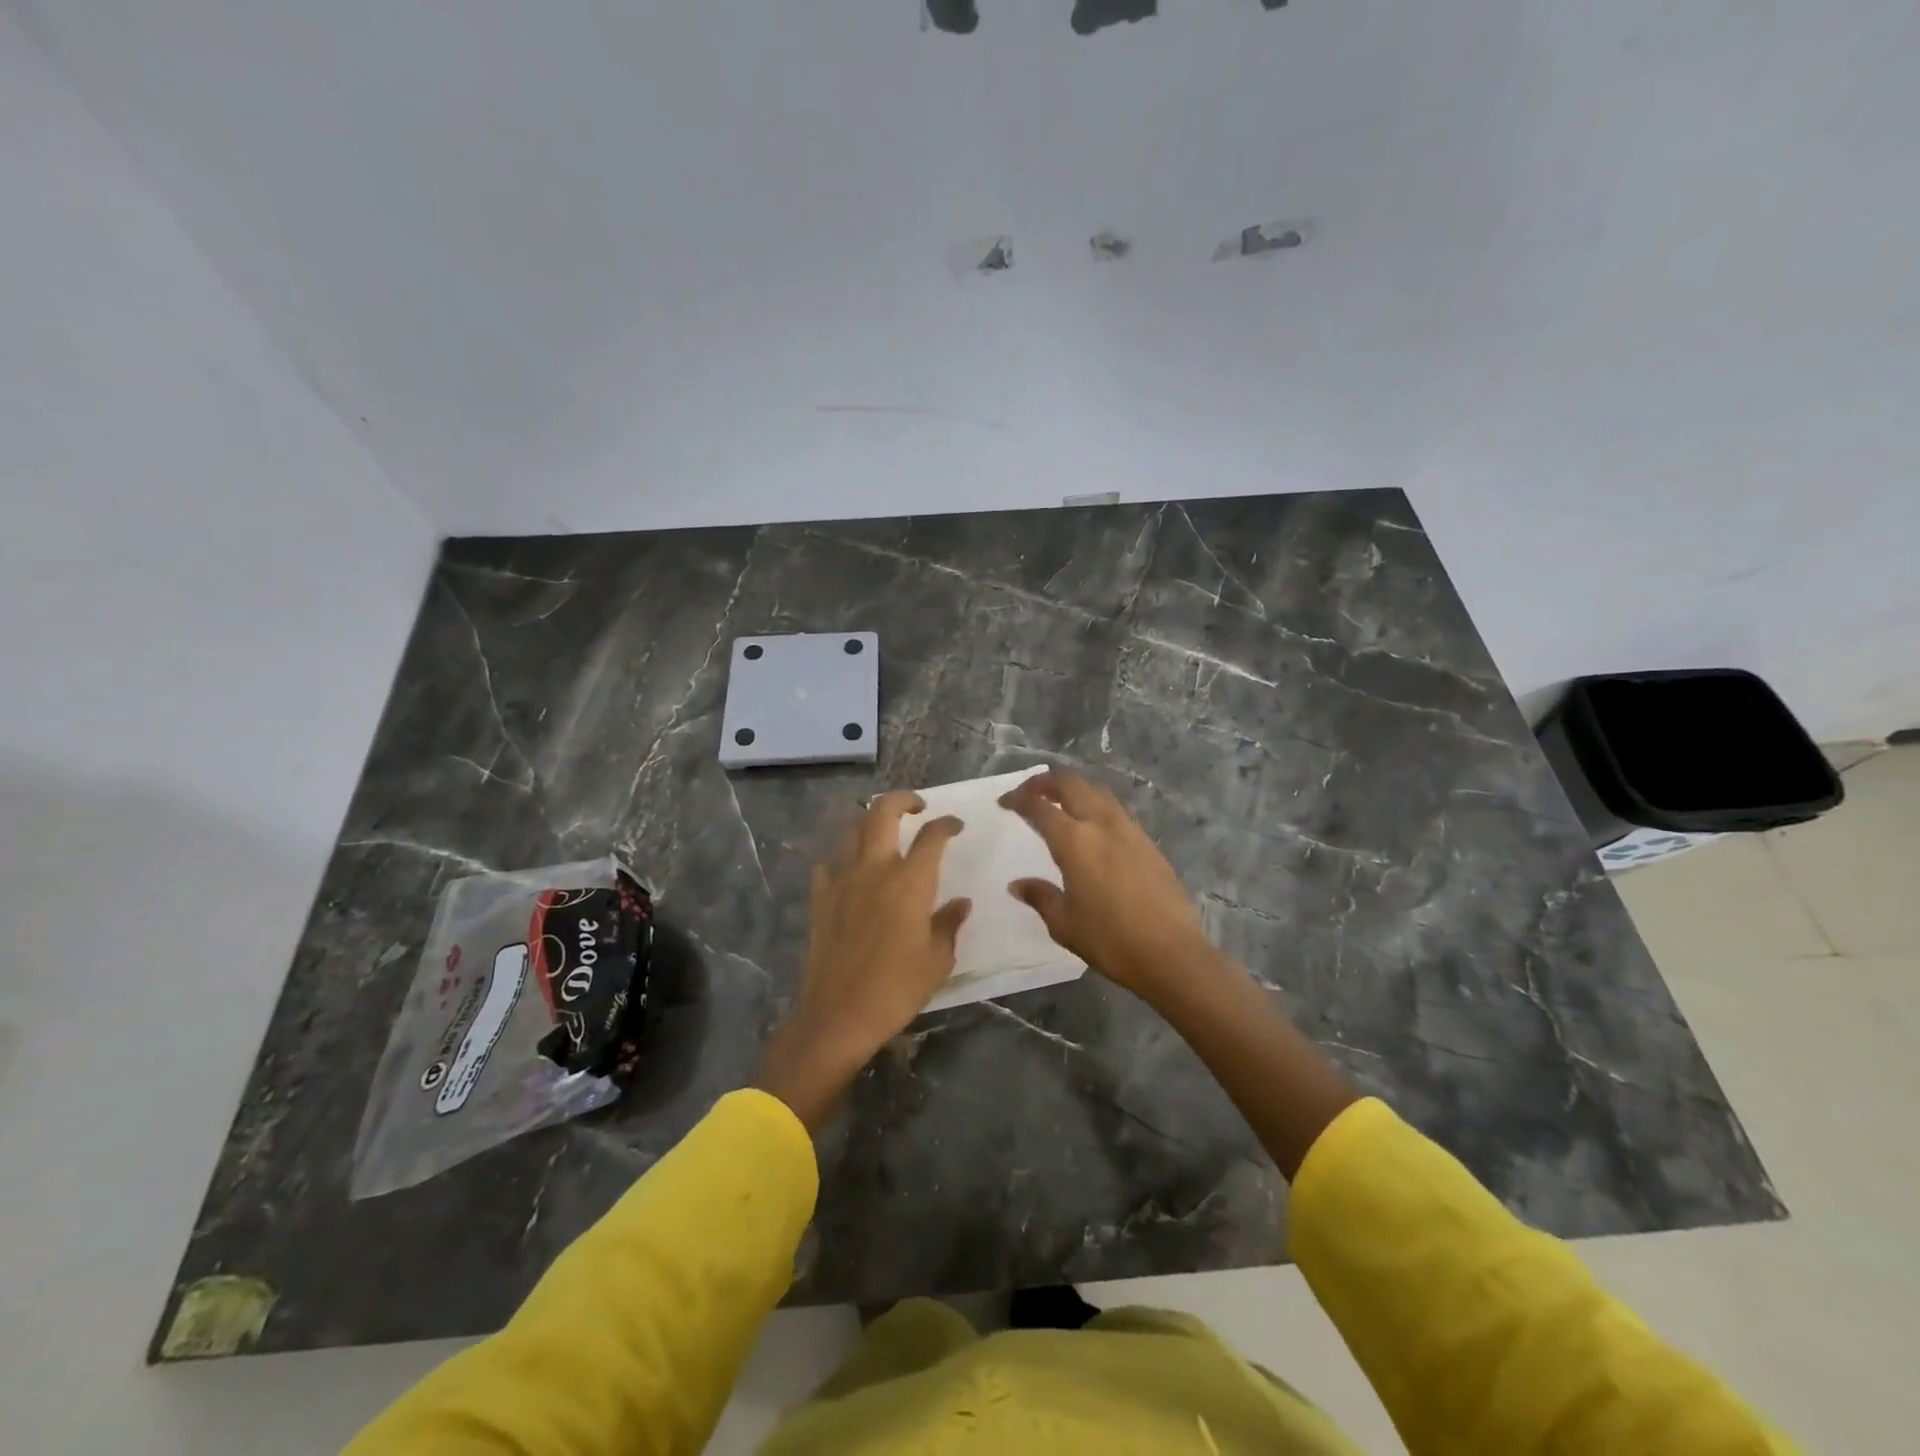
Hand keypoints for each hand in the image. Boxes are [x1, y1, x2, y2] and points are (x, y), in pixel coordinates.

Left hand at [752, 791, 969, 1129]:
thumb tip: (960, 903)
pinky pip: (830, 864)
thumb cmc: (897, 988)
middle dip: (903, 800)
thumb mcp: (937, 960)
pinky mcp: (821, 898)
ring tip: (885, 832)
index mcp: (910, 882)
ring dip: (871, 822)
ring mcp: (843, 880)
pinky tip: (851, 872)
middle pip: (883, 812)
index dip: (946, 824)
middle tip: (917, 807)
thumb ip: (949, 924)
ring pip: (853, 831)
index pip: (932, 836)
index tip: (955, 825)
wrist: (839, 1014)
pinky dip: (843, 859)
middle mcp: (876, 869)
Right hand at [1000, 769, 1216, 1009]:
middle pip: (1071, 784)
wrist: (1172, 953)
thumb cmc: (1110, 940)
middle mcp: (1102, 824)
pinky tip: (1091, 825)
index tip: (1005, 803)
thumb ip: (1040, 896)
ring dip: (1073, 789)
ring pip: (1097, 791)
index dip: (1019, 799)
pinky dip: (1094, 804)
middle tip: (1028, 793)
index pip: (1040, 807)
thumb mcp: (1064, 923)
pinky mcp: (1147, 842)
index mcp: (1075, 841)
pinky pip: (1114, 809)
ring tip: (1058, 803)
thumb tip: (1017, 884)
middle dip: (1045, 782)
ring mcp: (1129, 829)